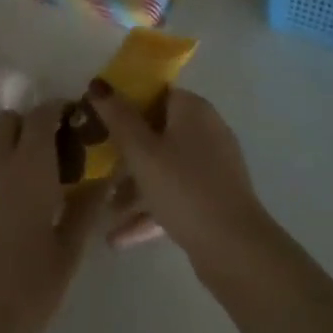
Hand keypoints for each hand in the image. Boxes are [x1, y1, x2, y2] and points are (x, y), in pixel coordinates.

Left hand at [0, 103, 101, 332]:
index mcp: (31, 166)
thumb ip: (86, 209)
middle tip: (54, 148)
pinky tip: (3, 195)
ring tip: (26, 169)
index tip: (76, 121)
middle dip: (31, 122)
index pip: (42, 114)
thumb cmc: (25, 288)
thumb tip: (106, 177)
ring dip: (6, 139)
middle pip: (10, 118)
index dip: (58, 109)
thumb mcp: (67, 252)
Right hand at [90, 84, 272, 280]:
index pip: (155, 94)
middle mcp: (207, 131)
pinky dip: (151, 210)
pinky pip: (176, 195)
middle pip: (157, 133)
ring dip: (135, 189)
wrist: (234, 248)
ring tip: (106, 212)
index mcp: (193, 109)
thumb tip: (97, 84)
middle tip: (98, 169)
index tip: (99, 123)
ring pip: (165, 168)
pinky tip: (120, 238)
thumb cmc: (184, 188)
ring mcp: (213, 167)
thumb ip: (118, 117)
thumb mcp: (142, 152)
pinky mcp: (215, 199)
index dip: (125, 105)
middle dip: (126, 155)